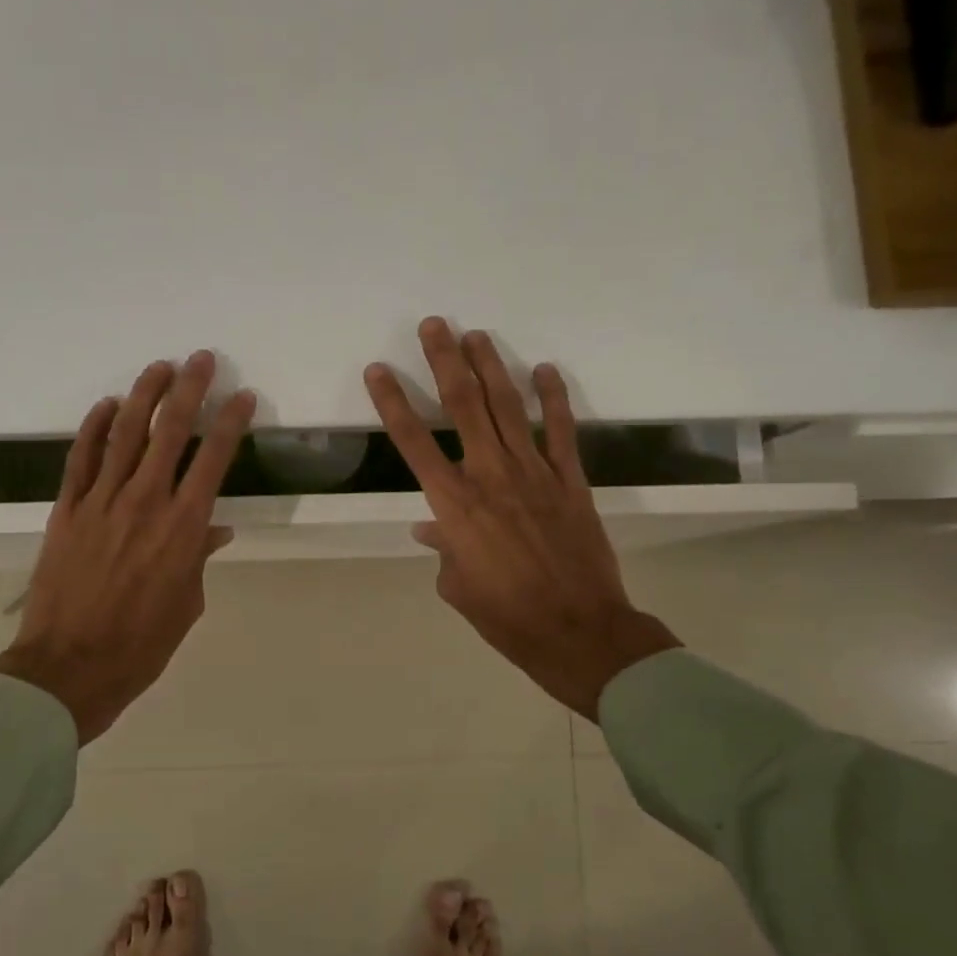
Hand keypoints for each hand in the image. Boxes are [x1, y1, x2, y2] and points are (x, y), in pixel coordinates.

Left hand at [0, 352, 255, 742]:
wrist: (71, 666)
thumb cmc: (142, 644)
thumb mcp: (187, 604)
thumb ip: (199, 558)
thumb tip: (213, 530)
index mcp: (183, 527)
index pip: (213, 459)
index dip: (231, 422)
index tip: (242, 397)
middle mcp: (145, 502)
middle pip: (170, 431)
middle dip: (189, 390)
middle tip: (201, 360)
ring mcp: (101, 501)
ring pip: (125, 433)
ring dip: (144, 395)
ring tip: (159, 367)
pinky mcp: (67, 509)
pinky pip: (82, 458)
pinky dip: (95, 427)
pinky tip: (108, 406)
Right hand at [365, 319, 678, 721]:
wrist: (577, 630)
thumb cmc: (506, 616)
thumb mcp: (457, 587)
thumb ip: (444, 549)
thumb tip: (434, 528)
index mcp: (454, 505)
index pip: (414, 443)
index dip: (393, 403)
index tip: (379, 370)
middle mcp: (490, 477)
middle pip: (463, 407)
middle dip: (445, 362)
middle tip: (434, 325)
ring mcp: (535, 474)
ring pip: (507, 408)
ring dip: (490, 367)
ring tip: (476, 334)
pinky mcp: (571, 480)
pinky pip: (559, 431)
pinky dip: (552, 399)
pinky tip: (545, 370)